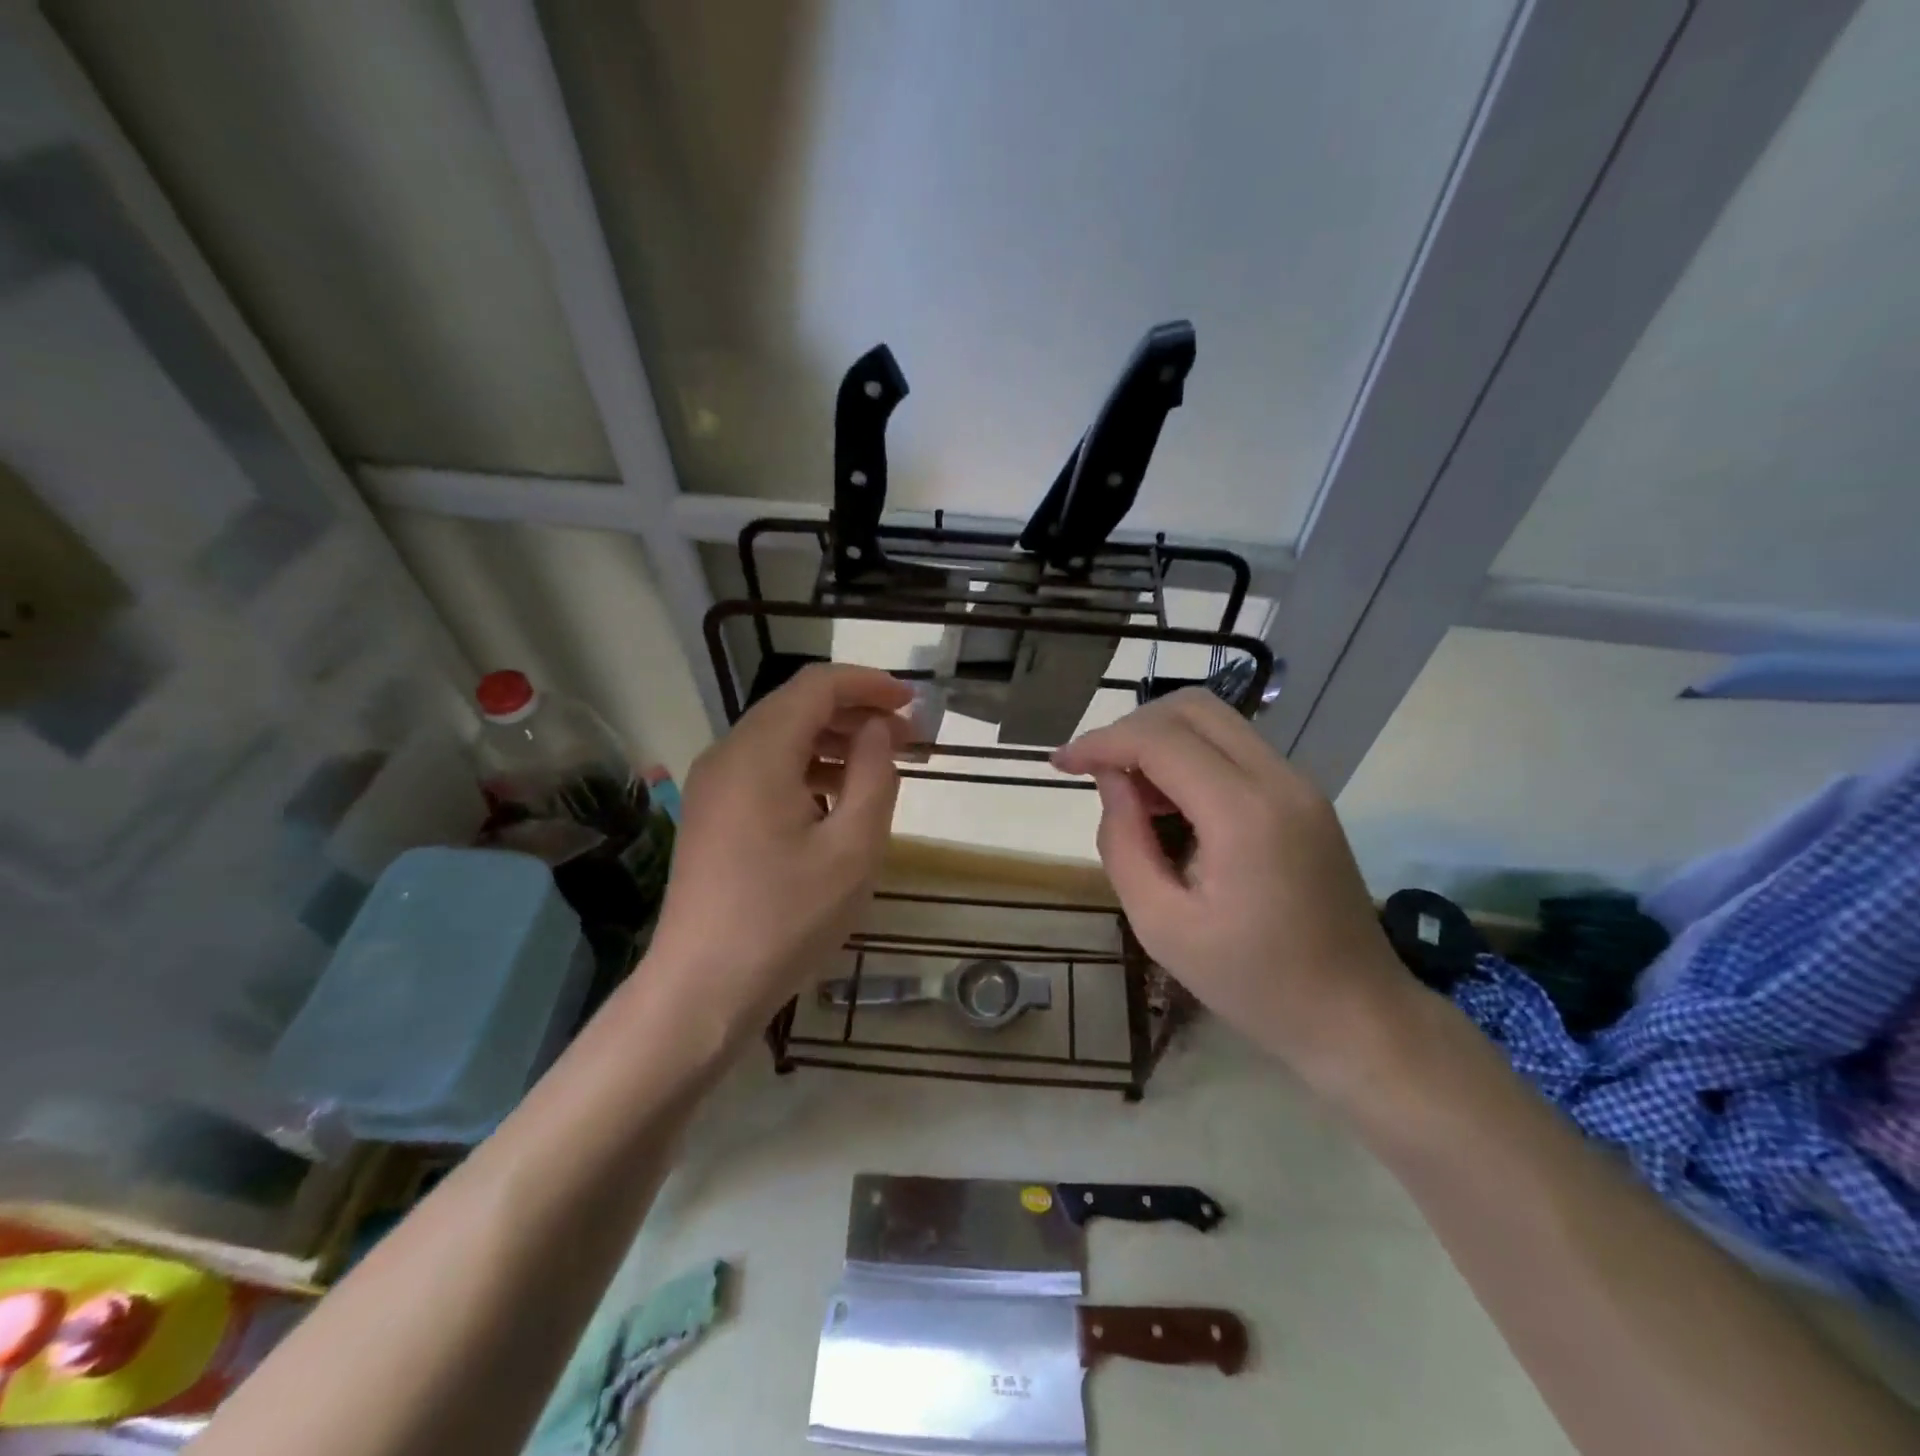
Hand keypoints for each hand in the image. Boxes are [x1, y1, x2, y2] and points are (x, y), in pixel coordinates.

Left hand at [643, 664, 911, 1041]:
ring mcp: (713, 785)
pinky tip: (836, 800)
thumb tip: (877, 730)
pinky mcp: (711, 814)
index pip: (817, 686)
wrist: (702, 988)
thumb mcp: (853, 849)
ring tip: (880, 767)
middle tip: (906, 740)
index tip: (912, 703)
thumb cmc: (785, 919)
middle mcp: (727, 755)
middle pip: (796, 706)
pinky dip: (805, 768)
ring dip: (833, 741)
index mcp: (759, 753)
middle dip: (855, 713)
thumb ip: (874, 776)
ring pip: (780, 738)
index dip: (869, 684)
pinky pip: (764, 769)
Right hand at [1053, 689, 1412, 1084]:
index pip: (1160, 739)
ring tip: (1132, 797)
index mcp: (1244, 814)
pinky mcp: (1304, 796)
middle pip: (1192, 708)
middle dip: (1132, 729)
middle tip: (1098, 775)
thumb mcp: (1162, 926)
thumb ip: (1123, 844)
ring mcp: (1299, 783)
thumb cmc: (1253, 983)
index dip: (1101, 742)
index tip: (1060, 764)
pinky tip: (1171, 807)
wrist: (1356, 1015)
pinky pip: (1236, 749)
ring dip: (1161, 741)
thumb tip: (1111, 781)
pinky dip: (1191, 758)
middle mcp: (1279, 779)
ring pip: (1216, 722)